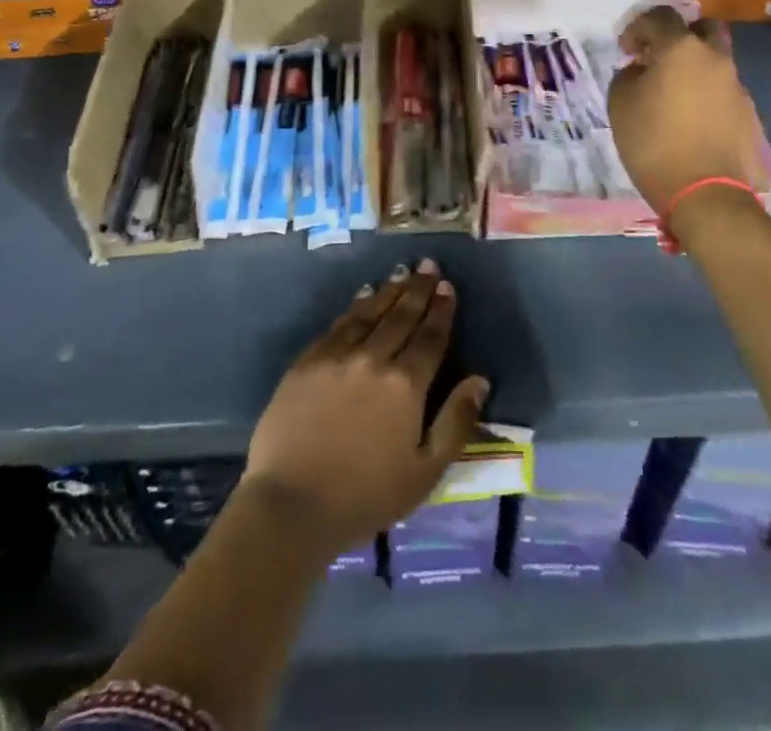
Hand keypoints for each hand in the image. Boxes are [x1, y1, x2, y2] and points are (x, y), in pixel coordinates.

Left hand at [243, 259, 488, 553]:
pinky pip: (337, 325)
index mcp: (406, 385)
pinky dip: (354, 307)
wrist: (291, 505)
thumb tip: (480, 381)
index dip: (441, 310)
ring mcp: (337, 357)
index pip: (430, 337)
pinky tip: (362, 296)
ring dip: (388, 291)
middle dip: (418, 289)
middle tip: (429, 266)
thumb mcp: (425, 472)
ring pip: (369, 313)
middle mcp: (373, 359)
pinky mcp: (307, 363)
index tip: (448, 287)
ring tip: (401, 273)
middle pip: (401, 316)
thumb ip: (456, 423)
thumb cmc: (366, 496)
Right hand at [608, 6, 769, 214]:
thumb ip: (628, 76)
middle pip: (702, 28)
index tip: (626, 50)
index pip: (661, 16)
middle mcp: (715, 58)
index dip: (638, 27)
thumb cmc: (654, 143)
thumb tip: (640, 70)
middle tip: (658, 58)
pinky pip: (722, 90)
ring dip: (693, 67)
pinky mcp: (748, 113)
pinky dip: (705, 93)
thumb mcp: (620, 104)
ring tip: (672, 95)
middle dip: (679, 36)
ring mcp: (736, 85)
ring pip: (714, 60)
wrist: (706, 193)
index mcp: (682, 48)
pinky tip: (690, 119)